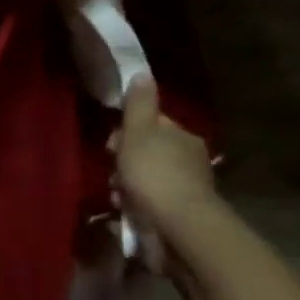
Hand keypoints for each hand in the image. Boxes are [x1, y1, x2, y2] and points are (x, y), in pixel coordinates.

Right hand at [113, 75, 220, 258]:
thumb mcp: (139, 132)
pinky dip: (136, 206)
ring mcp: (186, 189)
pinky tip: (125, 212)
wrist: (178, 227)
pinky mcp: (179, 215)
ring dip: (128, 186)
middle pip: (147, 152)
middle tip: (112, 173)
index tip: (111, 145)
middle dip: (125, 161)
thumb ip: (139, 104)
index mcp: (182, 136)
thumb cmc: (154, 174)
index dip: (127, 131)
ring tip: (116, 196)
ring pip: (147, 179)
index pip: (152, 124)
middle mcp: (189, 159)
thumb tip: (143, 73)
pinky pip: (150, 203)